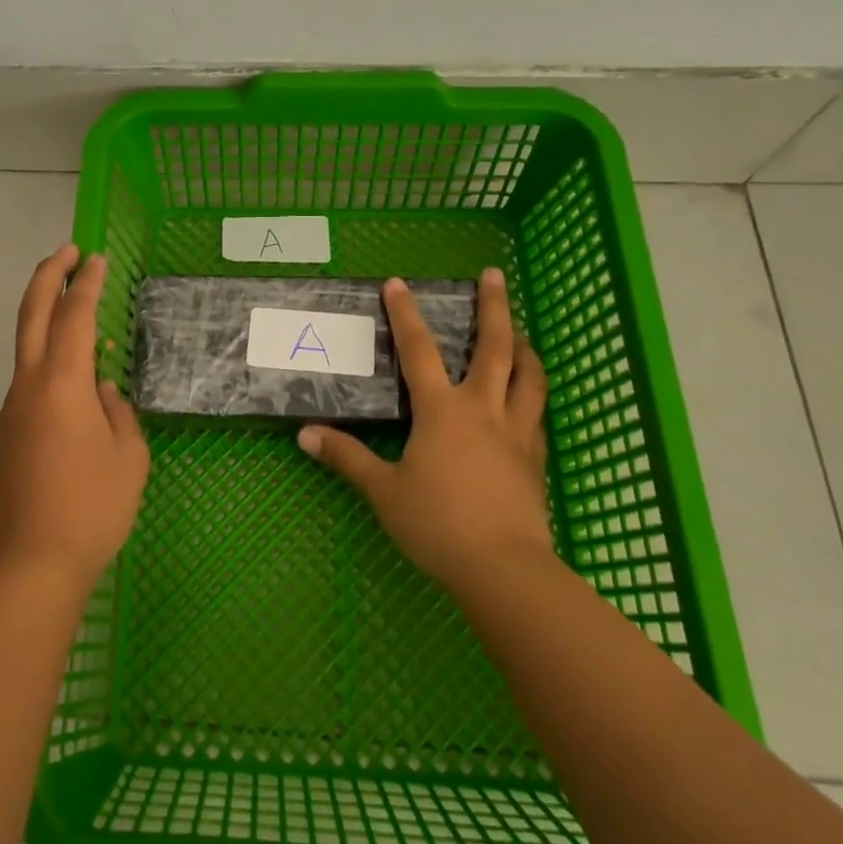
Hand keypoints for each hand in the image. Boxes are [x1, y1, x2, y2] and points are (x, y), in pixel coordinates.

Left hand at [0, 244, 149, 593]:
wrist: (26, 571)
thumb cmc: (91, 510)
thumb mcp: (128, 459)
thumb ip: (117, 413)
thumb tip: (101, 391)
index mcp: (62, 385)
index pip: (74, 316)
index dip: (86, 282)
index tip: (95, 258)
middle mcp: (26, 389)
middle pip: (31, 316)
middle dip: (48, 276)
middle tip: (67, 252)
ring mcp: (6, 416)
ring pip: (28, 358)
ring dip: (51, 332)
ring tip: (90, 345)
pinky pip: (28, 397)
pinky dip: (50, 382)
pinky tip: (74, 415)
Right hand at [297, 269, 552, 595]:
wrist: (504, 569)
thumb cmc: (438, 525)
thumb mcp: (384, 492)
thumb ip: (347, 458)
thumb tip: (305, 435)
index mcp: (442, 411)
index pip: (419, 350)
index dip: (405, 314)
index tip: (398, 282)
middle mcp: (483, 409)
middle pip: (495, 346)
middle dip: (494, 306)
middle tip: (495, 274)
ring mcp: (516, 432)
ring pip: (529, 375)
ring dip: (524, 346)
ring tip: (521, 332)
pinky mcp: (536, 458)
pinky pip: (537, 412)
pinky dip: (532, 393)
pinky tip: (526, 397)